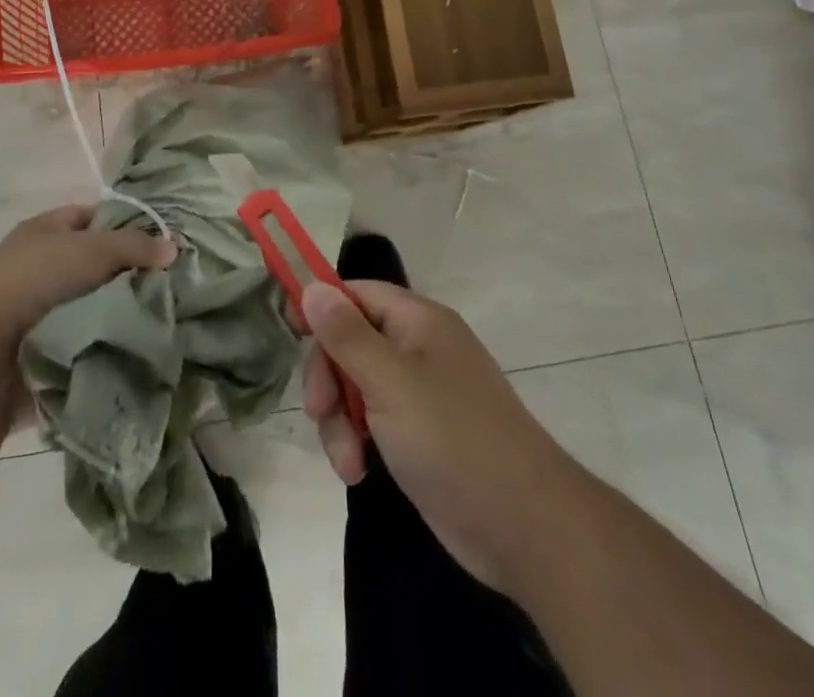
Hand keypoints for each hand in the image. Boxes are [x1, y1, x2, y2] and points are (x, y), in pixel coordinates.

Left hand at [0, 204, 174, 353]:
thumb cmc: (36, 282)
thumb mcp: (92, 249)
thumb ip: (135, 246)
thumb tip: (173, 247)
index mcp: (44, 231)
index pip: (92, 217)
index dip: (125, 224)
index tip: (160, 240)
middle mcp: (41, 265)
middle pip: (96, 262)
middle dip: (129, 272)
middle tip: (171, 281)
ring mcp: (41, 309)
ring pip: (94, 302)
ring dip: (120, 310)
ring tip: (164, 314)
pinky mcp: (46, 347)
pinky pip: (88, 337)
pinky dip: (108, 340)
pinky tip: (141, 342)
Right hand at [301, 280, 565, 595]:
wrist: (524, 527)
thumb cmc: (453, 438)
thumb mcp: (390, 382)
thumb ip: (346, 335)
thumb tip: (313, 286)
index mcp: (417, 321)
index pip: (357, 293)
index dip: (321, 305)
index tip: (289, 329)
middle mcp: (417, 349)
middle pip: (350, 342)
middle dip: (328, 377)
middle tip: (319, 411)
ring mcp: (419, 393)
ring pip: (355, 386)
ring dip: (339, 420)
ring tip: (348, 461)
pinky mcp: (418, 435)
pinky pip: (371, 421)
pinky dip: (358, 442)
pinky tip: (359, 472)